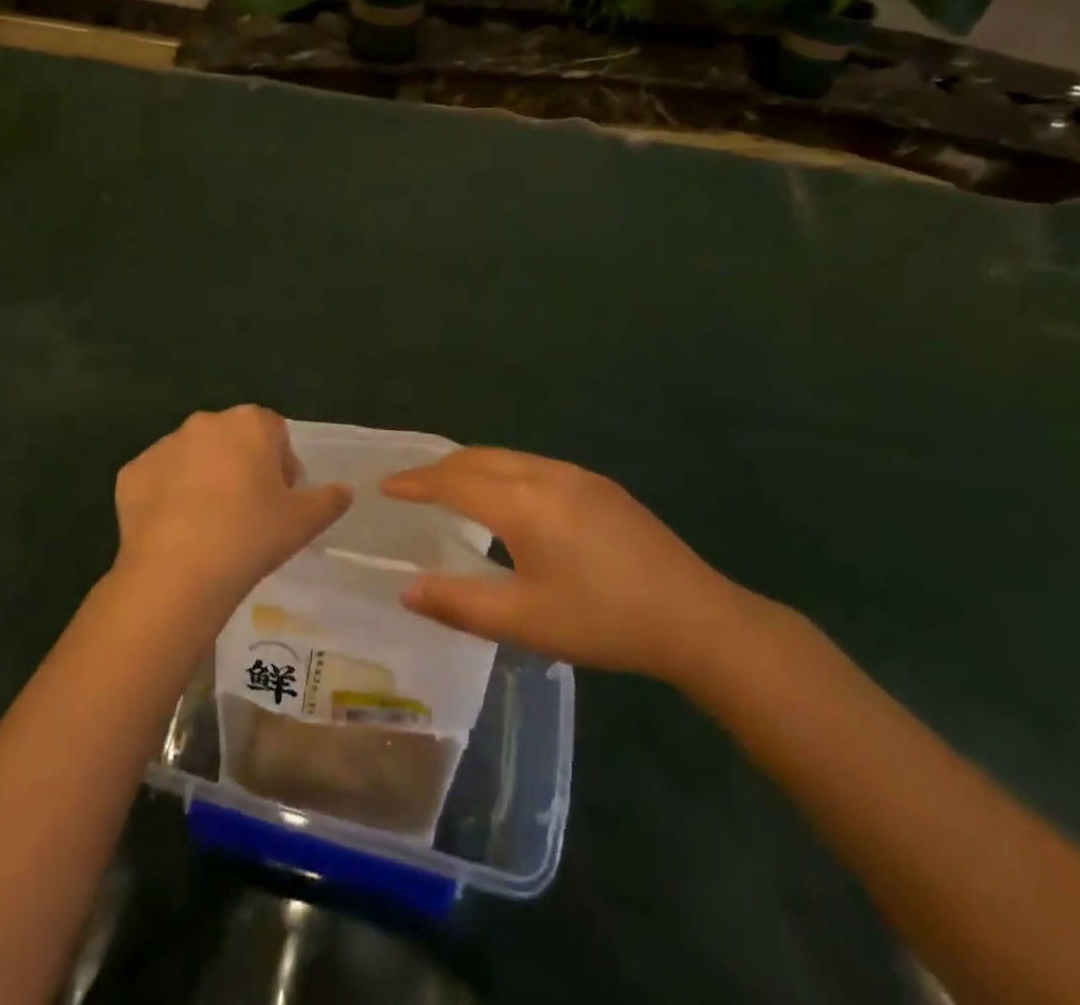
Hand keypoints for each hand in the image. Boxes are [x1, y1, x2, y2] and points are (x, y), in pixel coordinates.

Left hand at [113, 406, 352, 619]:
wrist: (177, 572)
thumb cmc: (250, 536)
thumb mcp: (305, 522)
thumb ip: (330, 500)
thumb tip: (344, 491)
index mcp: (250, 423)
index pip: (275, 431)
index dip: (282, 464)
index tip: (280, 500)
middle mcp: (205, 422)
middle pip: (232, 439)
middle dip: (242, 466)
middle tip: (247, 513)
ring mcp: (163, 445)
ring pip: (193, 457)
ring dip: (204, 479)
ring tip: (209, 526)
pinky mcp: (131, 472)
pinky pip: (159, 479)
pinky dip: (167, 497)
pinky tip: (176, 532)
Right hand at [381, 447, 752, 686]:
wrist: (694, 617)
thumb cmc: (602, 620)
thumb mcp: (524, 621)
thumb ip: (459, 603)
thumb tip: (407, 589)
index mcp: (522, 503)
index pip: (453, 480)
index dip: (416, 482)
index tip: (385, 486)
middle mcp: (545, 474)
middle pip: (479, 458)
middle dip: (441, 468)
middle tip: (413, 488)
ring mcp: (578, 476)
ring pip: (509, 458)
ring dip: (473, 468)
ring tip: (453, 492)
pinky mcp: (600, 486)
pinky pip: (534, 466)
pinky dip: (503, 473)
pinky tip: (510, 502)